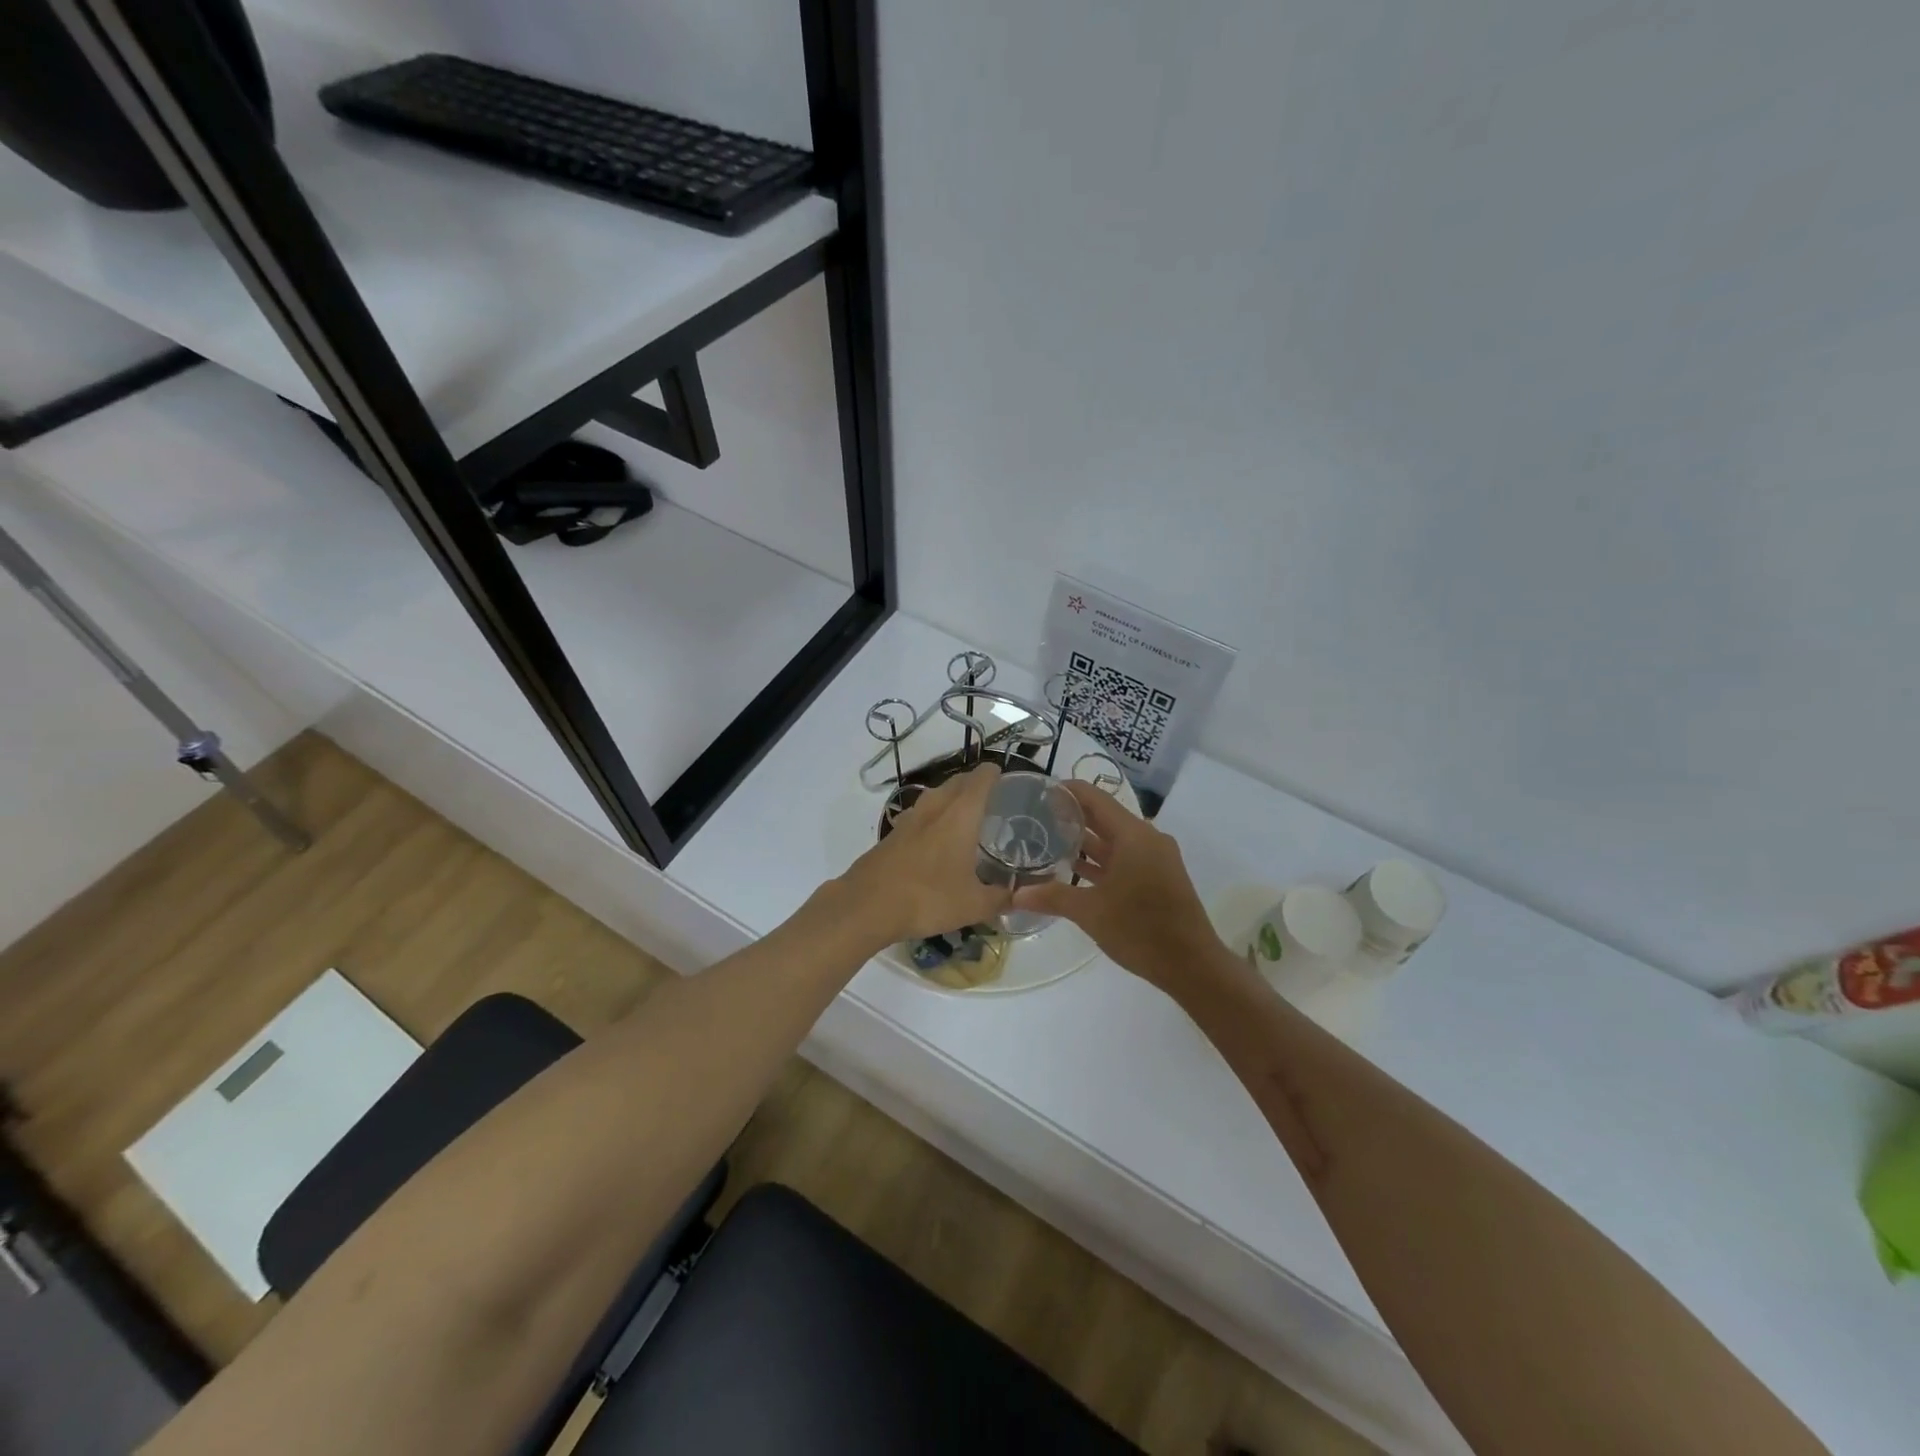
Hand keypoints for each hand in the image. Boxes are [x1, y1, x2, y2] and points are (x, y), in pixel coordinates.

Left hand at [839, 764, 1010, 947]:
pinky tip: (936, 838)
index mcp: (960, 814)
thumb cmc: (928, 898)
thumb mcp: (973, 905)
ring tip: (965, 814)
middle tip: (992, 796)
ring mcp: (910, 818)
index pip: (981, 778)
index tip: (1006, 777)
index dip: (994, 773)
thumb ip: (1000, 898)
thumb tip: (1017, 896)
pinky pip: (920, 814)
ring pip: (935, 795)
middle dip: (974, 783)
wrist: (868, 905)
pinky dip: (933, 816)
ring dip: (951, 797)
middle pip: (957, 782)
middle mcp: (935, 807)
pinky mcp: (892, 834)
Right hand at [1013, 782, 1228, 997]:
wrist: (1192, 965)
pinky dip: (1100, 860)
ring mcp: (1155, 858)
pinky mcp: (1158, 877)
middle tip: (1035, 816)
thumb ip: (1052, 897)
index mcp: (1133, 835)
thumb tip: (1014, 895)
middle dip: (1071, 815)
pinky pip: (1124, 857)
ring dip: (1085, 840)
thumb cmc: (1140, 930)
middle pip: (1104, 817)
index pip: (1095, 798)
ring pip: (1114, 840)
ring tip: (1047, 839)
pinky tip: (1073, 869)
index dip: (1067, 791)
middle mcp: (1147, 839)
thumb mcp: (1090, 912)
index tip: (1038, 792)